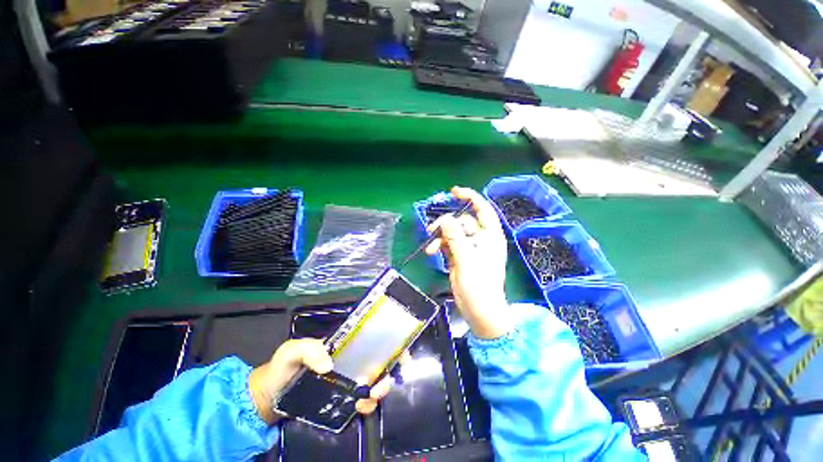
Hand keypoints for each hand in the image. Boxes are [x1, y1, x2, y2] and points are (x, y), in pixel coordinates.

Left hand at [248, 338, 392, 423]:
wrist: (270, 398)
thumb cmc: (282, 368)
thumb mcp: (291, 351)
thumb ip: (307, 350)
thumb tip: (329, 365)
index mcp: (344, 345)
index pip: (371, 339)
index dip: (389, 343)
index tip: (401, 351)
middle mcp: (351, 361)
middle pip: (378, 360)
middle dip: (390, 367)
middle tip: (387, 379)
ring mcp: (348, 381)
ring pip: (374, 382)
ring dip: (381, 388)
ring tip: (374, 393)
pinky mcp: (343, 400)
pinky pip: (362, 401)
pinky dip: (368, 403)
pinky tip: (362, 405)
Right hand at [425, 186, 512, 338]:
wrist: (479, 311)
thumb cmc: (479, 286)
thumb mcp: (467, 260)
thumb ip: (455, 238)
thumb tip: (444, 220)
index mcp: (490, 236)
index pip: (482, 210)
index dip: (470, 198)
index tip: (453, 192)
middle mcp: (480, 239)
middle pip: (461, 222)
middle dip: (446, 225)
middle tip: (432, 231)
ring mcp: (469, 248)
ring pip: (451, 232)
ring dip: (439, 237)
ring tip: (430, 248)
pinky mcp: (459, 256)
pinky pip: (447, 243)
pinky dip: (439, 246)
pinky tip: (431, 252)